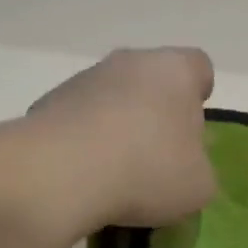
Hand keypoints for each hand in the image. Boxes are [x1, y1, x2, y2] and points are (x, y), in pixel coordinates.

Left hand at [28, 47, 216, 228]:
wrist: (61, 174)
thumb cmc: (148, 169)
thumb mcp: (199, 185)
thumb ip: (199, 167)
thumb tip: (183, 165)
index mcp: (176, 70)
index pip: (199, 67)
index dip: (199, 95)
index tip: (194, 128)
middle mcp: (130, 61)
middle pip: (152, 80)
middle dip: (156, 112)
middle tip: (158, 156)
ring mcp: (84, 78)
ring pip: (112, 98)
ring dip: (117, 126)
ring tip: (116, 174)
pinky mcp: (47, 103)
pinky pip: (78, 120)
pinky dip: (84, 142)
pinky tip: (84, 176)